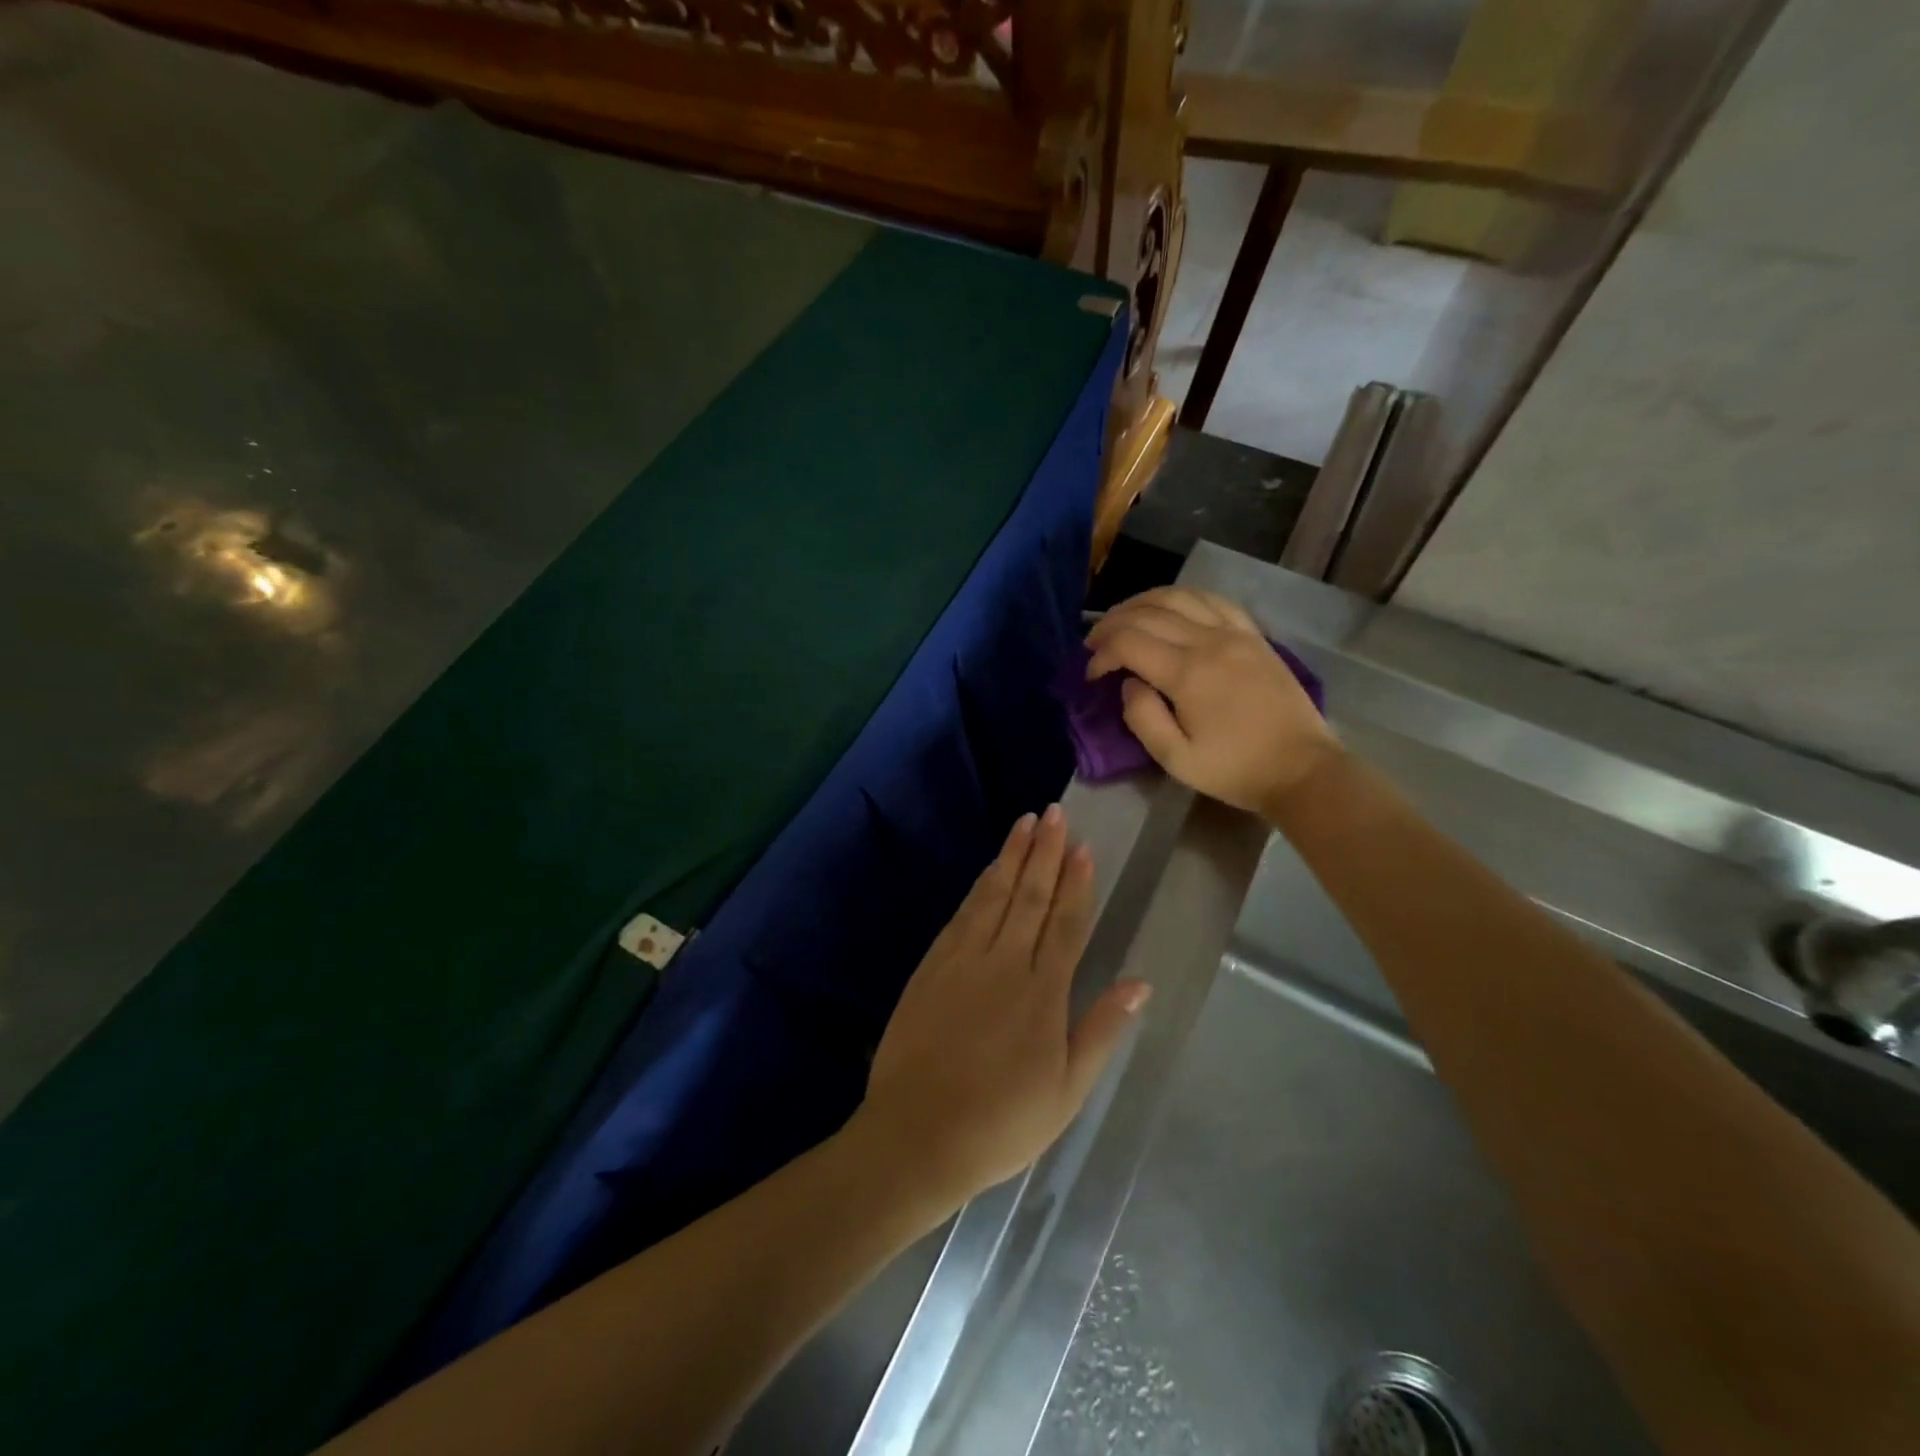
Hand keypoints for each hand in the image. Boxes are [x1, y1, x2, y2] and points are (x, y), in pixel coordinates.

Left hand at [854, 807, 1149, 1208]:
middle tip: (1055, 814)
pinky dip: (978, 887)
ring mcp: (963, 961)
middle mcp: (1005, 964)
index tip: (1083, 847)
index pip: (1066, 923)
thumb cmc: (1002, 1122)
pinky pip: (961, 915)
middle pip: (1030, 896)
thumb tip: (1140, 983)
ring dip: (1011, 857)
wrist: (917, 1135)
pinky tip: (988, 871)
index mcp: (1043, 993)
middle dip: (1045, 852)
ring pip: (994, 896)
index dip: (1076, 883)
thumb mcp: (1067, 1090)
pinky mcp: (932, 966)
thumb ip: (1102, 1030)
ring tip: (1025, 823)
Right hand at [1086, 587, 1340, 816]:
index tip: (1091, 675)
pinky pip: (1212, 600)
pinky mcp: (1253, 635)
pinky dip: (1183, 597)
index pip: (1129, 643)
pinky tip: (1170, 608)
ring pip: (1178, 597)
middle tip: (1094, 643)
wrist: (1302, 769)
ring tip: (1123, 619)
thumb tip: (1129, 683)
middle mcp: (1209, 641)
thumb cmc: (1235, 770)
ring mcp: (1235, 633)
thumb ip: (1142, 718)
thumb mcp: (1176, 759)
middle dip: (1112, 624)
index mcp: (1187, 673)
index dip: (1101, 654)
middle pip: (1148, 613)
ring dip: (1141, 603)